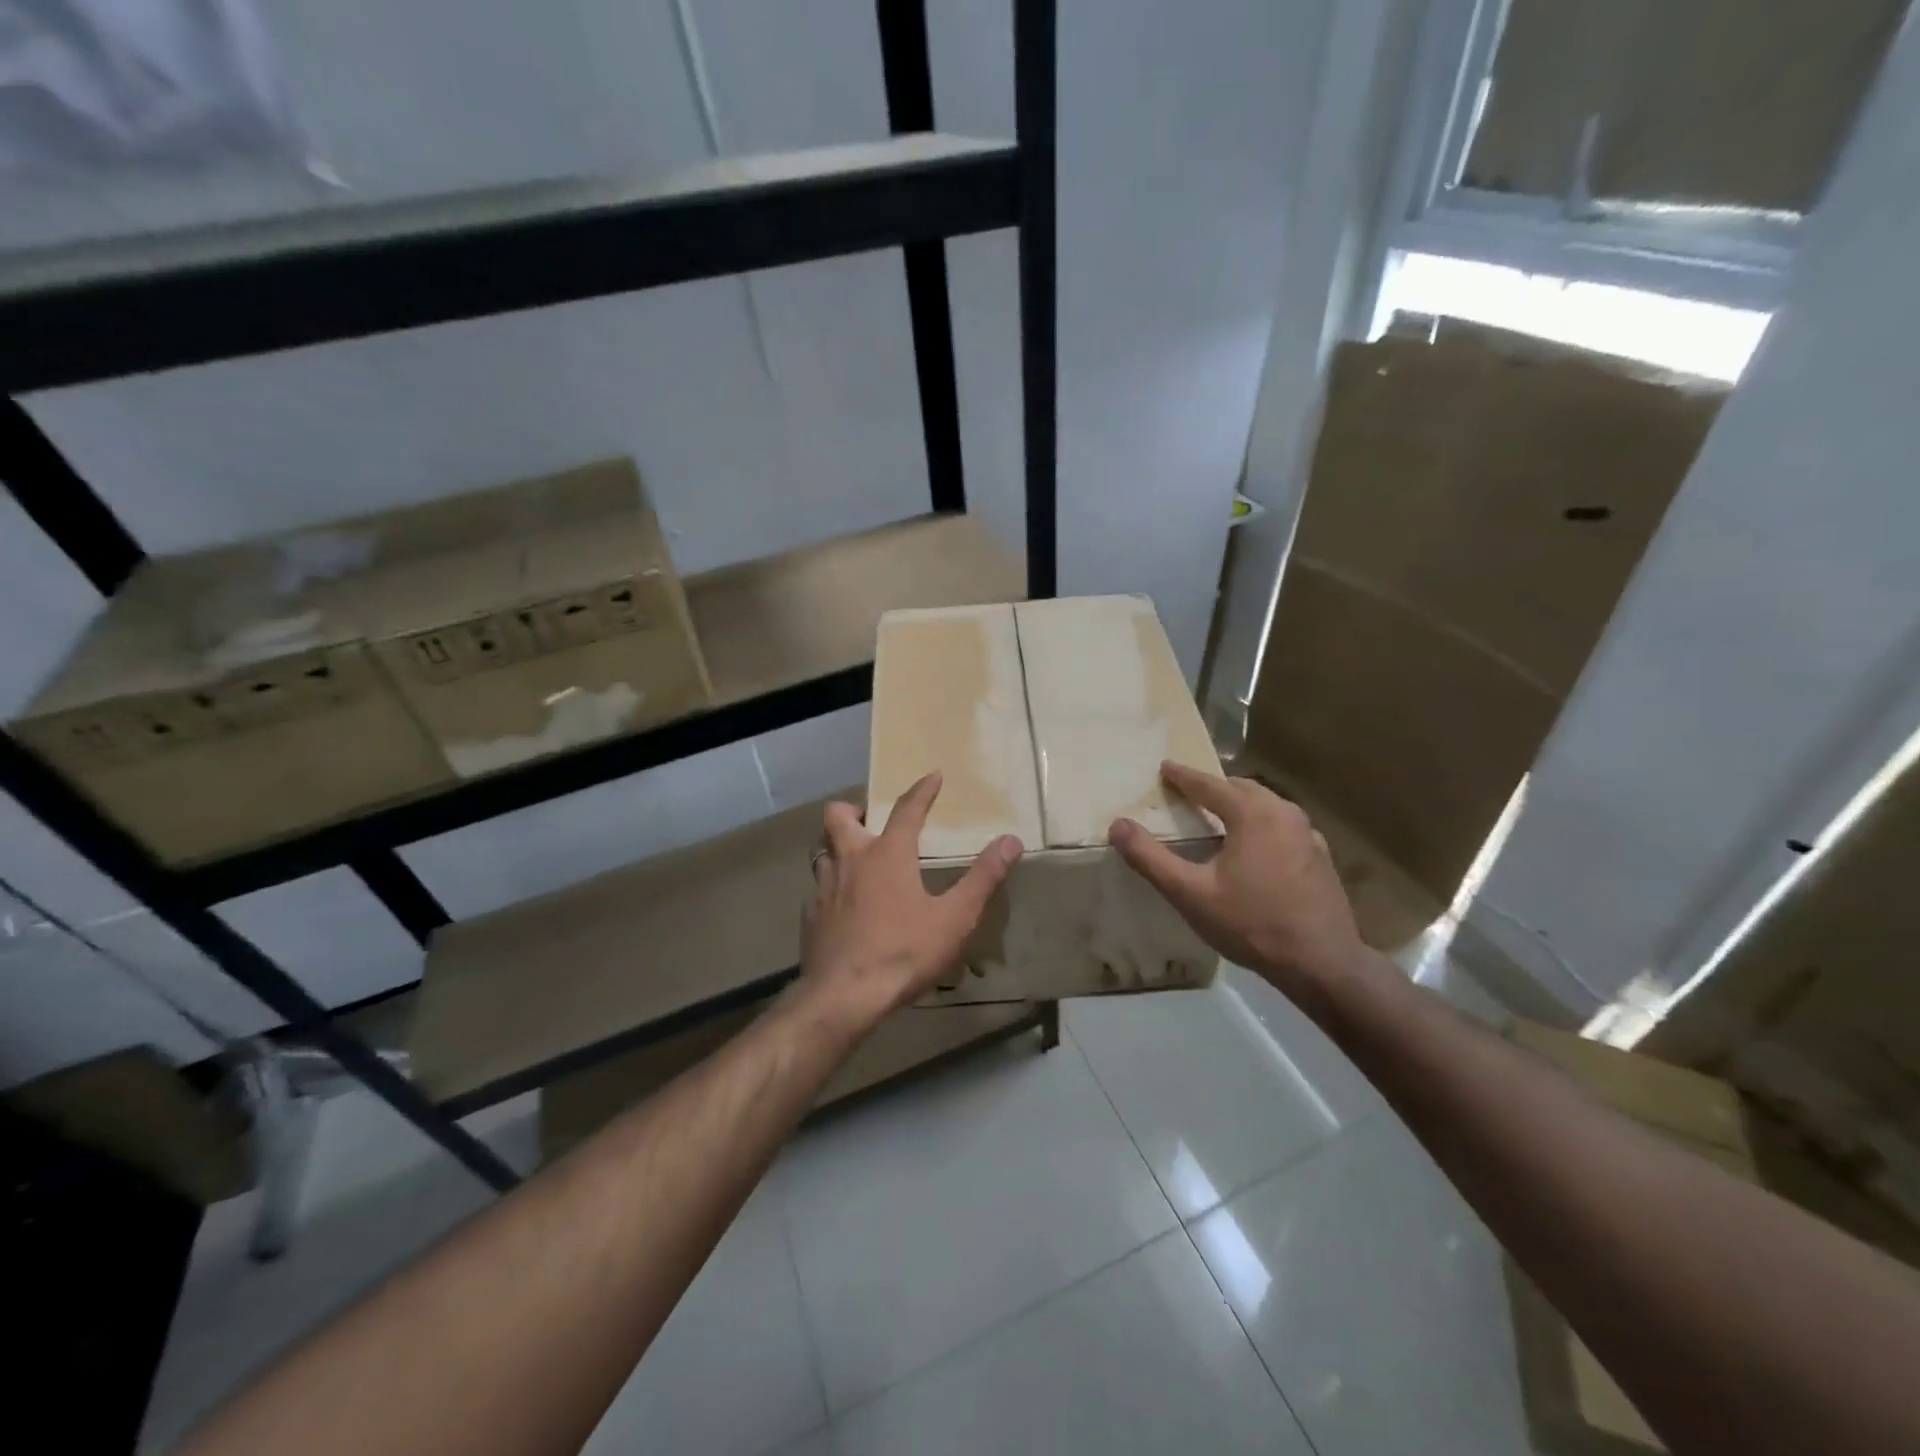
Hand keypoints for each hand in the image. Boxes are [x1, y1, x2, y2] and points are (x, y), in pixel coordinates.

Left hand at [799, 772, 1023, 1032]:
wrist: (844, 996)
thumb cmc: (904, 952)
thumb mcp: (955, 918)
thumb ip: (983, 877)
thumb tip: (1011, 841)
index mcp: (888, 854)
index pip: (907, 809)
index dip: (922, 790)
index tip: (933, 776)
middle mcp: (851, 860)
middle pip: (839, 816)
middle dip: (855, 809)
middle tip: (872, 820)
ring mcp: (824, 888)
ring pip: (822, 850)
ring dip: (837, 847)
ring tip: (856, 860)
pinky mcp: (810, 916)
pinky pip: (818, 888)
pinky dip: (831, 887)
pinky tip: (844, 907)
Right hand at [1108, 762, 1368, 1005]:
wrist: (1323, 964)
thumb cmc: (1251, 924)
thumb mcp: (1190, 894)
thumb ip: (1151, 858)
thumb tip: (1117, 825)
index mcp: (1253, 813)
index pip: (1209, 784)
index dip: (1183, 776)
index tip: (1164, 767)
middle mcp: (1284, 813)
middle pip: (1241, 789)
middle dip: (1213, 787)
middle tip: (1187, 792)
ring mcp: (1308, 834)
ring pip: (1266, 806)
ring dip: (1239, 804)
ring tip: (1217, 816)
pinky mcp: (1320, 856)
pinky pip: (1282, 826)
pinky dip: (1260, 825)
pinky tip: (1251, 848)